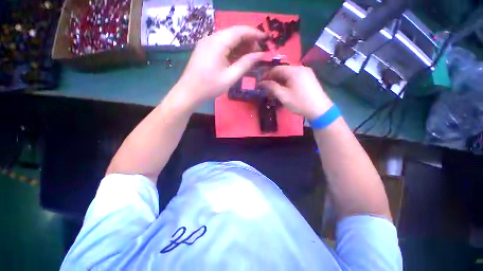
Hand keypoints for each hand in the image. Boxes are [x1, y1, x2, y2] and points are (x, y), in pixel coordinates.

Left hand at [174, 26, 266, 107]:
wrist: (189, 93)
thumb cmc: (210, 87)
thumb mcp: (230, 77)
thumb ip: (246, 64)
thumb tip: (260, 55)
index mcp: (218, 42)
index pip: (240, 31)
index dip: (255, 34)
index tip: (266, 40)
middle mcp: (211, 38)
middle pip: (234, 34)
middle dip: (248, 41)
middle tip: (258, 54)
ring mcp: (207, 44)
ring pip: (228, 40)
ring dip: (241, 47)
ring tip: (251, 58)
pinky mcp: (205, 50)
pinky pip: (222, 46)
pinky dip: (232, 51)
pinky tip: (239, 59)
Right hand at [259, 66, 332, 119]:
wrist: (319, 109)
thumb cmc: (300, 102)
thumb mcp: (283, 96)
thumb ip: (272, 87)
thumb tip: (261, 83)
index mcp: (294, 71)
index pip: (276, 68)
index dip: (267, 75)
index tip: (260, 82)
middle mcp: (301, 68)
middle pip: (283, 70)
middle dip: (273, 78)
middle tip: (266, 86)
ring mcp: (306, 72)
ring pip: (289, 74)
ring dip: (280, 80)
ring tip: (274, 88)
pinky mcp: (309, 78)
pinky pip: (295, 76)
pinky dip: (287, 81)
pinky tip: (285, 88)